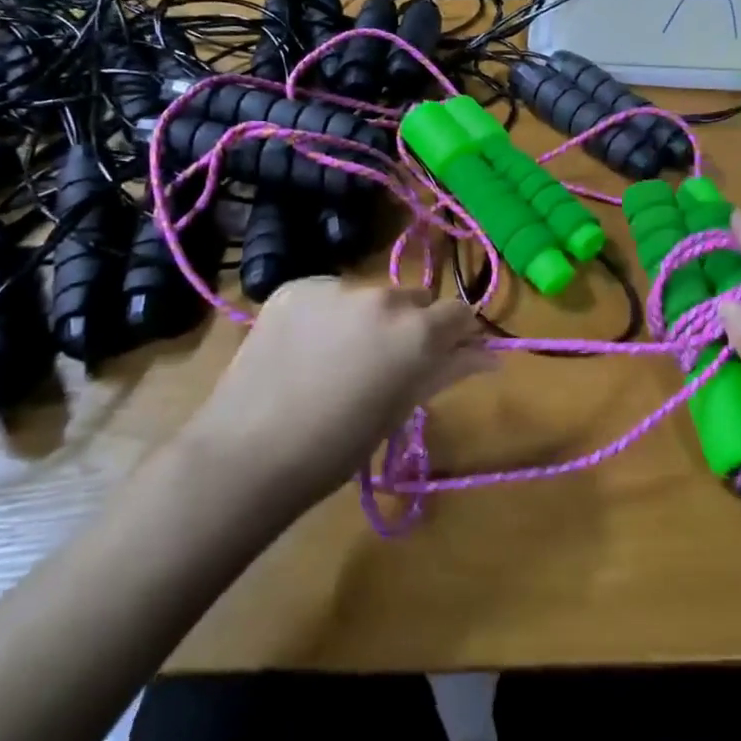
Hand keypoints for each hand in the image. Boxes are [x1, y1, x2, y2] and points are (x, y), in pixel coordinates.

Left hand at [180, 278, 494, 509]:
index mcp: (417, 330)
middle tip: (386, 363)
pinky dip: (328, 314)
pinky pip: (329, 293)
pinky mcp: (295, 287)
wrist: (248, 453)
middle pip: (413, 300)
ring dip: (368, 317)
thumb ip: (450, 370)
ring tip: (339, 358)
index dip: (457, 333)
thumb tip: (492, 354)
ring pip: (370, 296)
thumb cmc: (339, 445)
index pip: (459, 312)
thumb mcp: (402, 409)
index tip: (446, 354)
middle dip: (412, 324)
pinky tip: (307, 348)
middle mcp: (382, 296)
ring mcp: (334, 287)